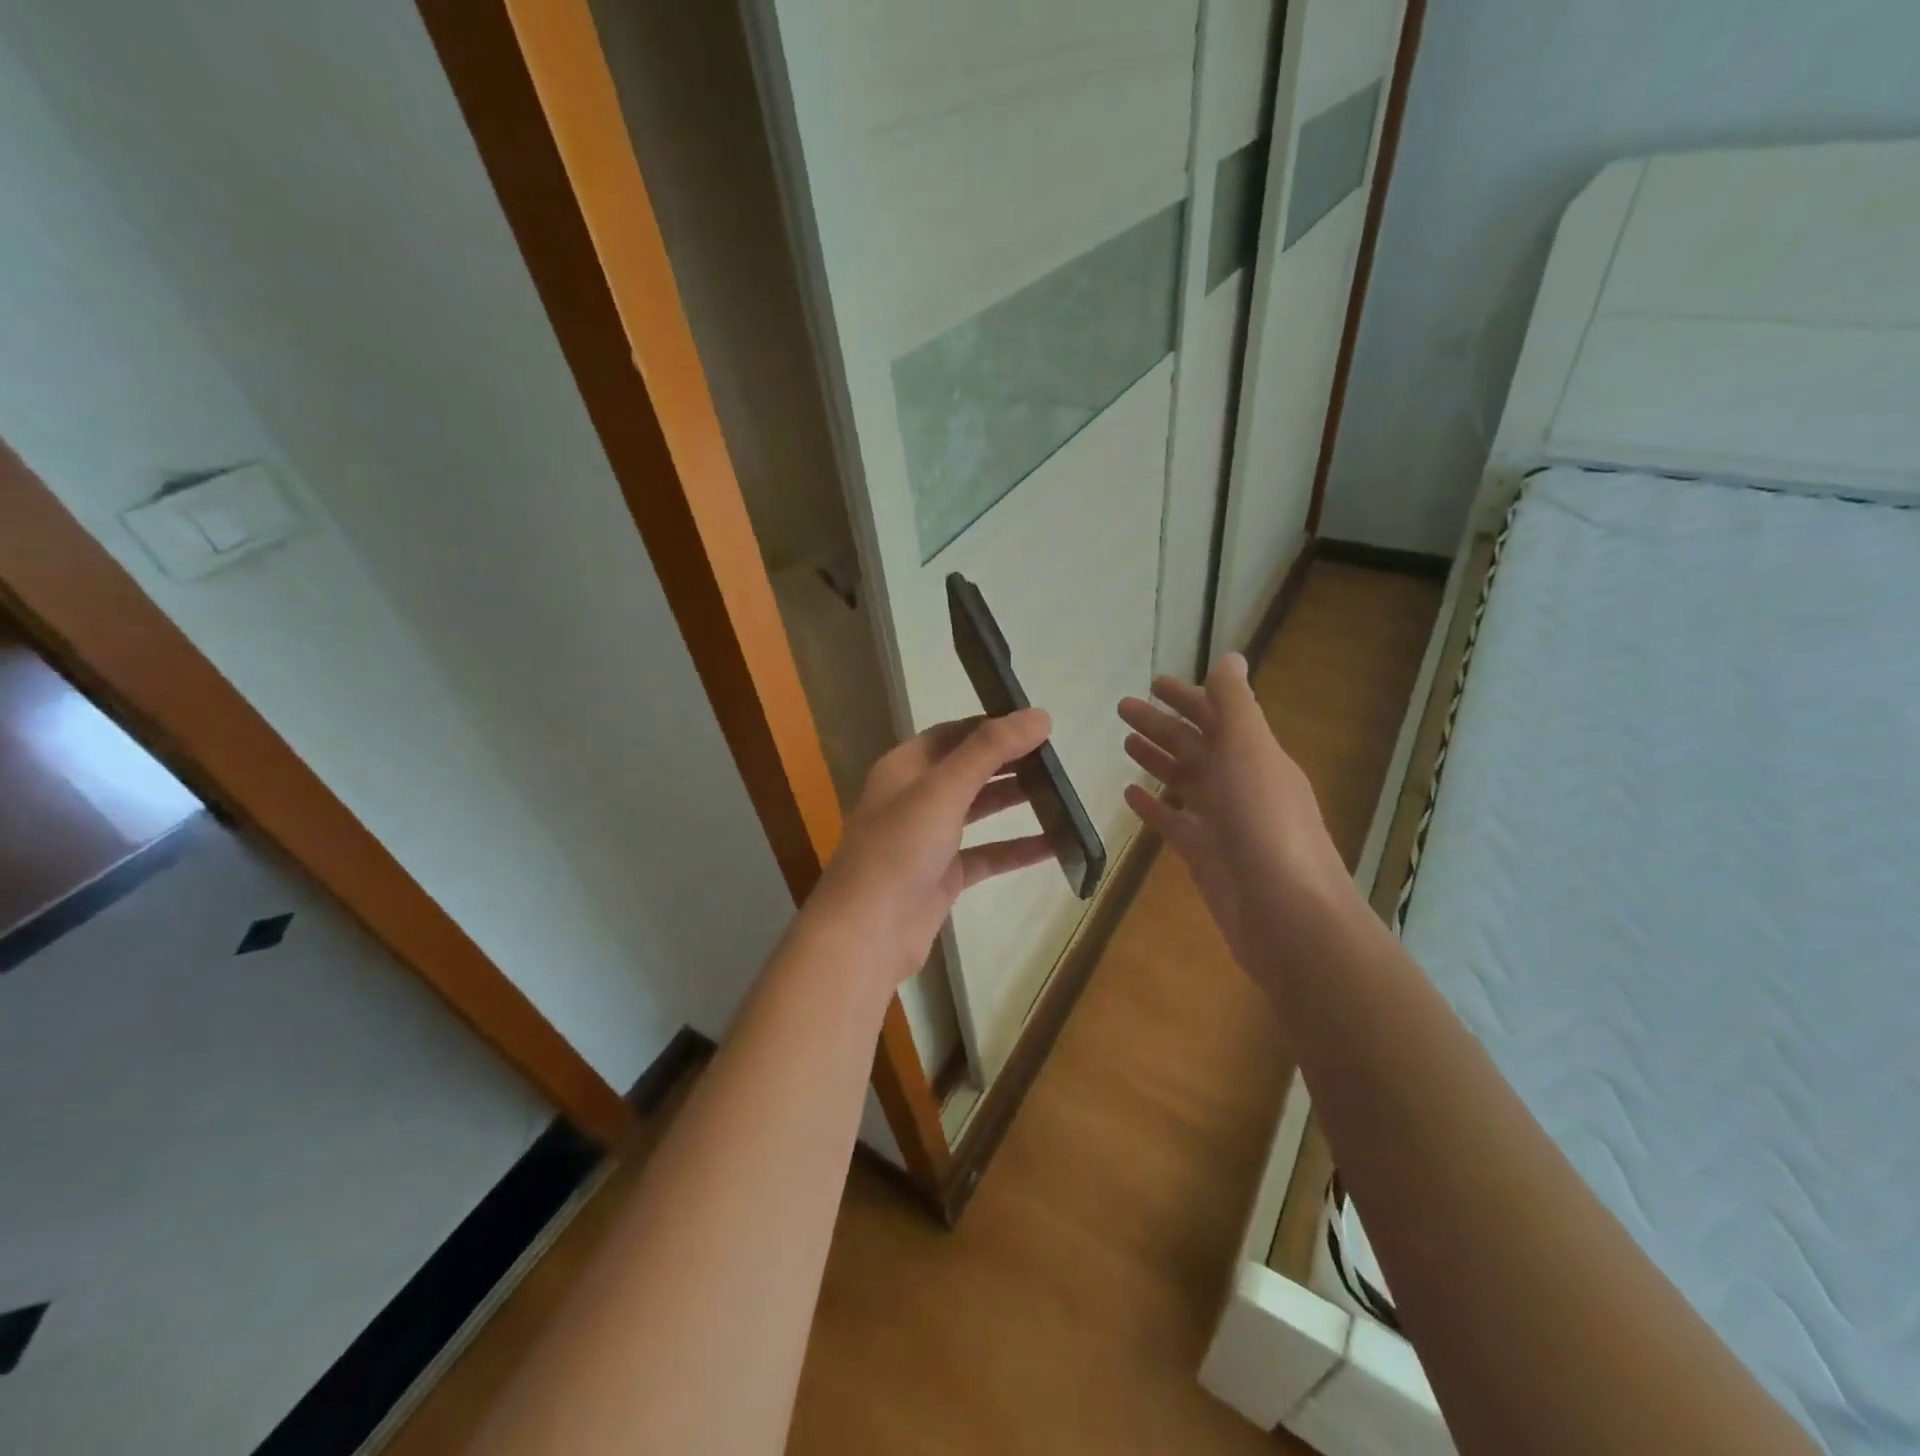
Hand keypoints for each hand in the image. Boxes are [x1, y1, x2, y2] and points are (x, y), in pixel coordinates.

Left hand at [805, 710, 1056, 993]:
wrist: (867, 933)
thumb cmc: (899, 849)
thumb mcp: (943, 789)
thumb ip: (990, 750)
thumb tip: (1039, 715)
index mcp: (904, 768)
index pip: (952, 733)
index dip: (992, 725)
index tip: (1036, 724)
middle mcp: (914, 798)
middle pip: (967, 770)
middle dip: (1008, 762)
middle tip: (1056, 758)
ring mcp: (927, 840)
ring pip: (978, 811)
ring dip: (1014, 801)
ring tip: (1061, 793)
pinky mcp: (942, 877)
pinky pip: (986, 854)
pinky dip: (1016, 849)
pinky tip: (1055, 846)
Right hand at [1117, 654, 1358, 983]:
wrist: (1285, 912)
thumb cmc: (1265, 823)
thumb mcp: (1250, 751)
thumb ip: (1235, 704)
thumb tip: (1231, 657)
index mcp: (1254, 754)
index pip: (1217, 714)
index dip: (1187, 696)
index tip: (1153, 683)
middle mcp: (1240, 783)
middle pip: (1195, 745)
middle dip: (1161, 724)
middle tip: (1122, 708)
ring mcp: (1222, 821)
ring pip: (1184, 781)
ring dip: (1158, 759)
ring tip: (1125, 743)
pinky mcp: (1205, 855)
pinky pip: (1174, 823)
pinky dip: (1154, 807)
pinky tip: (1130, 795)